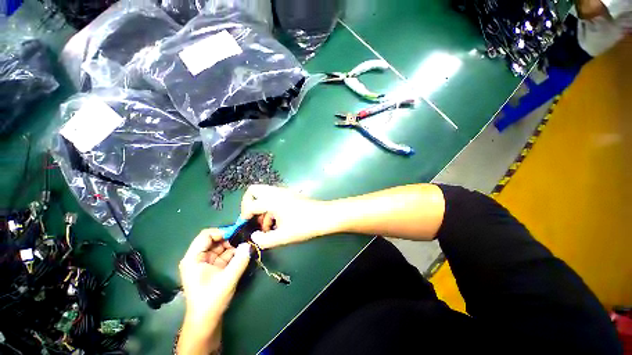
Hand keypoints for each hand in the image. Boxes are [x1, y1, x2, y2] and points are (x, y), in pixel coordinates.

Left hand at [177, 229, 250, 354]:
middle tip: (246, 239)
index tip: (238, 234)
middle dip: (231, 239)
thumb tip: (249, 244)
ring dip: (234, 246)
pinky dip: (234, 254)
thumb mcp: (228, 279)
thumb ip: (240, 260)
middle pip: (215, 240)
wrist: (206, 321)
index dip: (222, 232)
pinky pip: (224, 255)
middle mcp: (198, 258)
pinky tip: (244, 253)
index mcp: (193, 258)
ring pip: (221, 247)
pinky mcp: (213, 268)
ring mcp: (206, 263)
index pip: (206, 235)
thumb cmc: (212, 300)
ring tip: (247, 245)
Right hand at [240, 185, 339, 248]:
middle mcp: (276, 192)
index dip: (244, 216)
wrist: (324, 216)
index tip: (244, 227)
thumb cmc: (304, 225)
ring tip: (267, 227)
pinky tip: (276, 223)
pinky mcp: (290, 195)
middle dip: (249, 204)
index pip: (250, 205)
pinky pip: (274, 198)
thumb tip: (254, 237)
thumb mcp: (283, 236)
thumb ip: (264, 240)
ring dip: (261, 208)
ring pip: (264, 195)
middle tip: (253, 219)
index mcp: (272, 200)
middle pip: (254, 191)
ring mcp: (284, 192)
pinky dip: (270, 207)